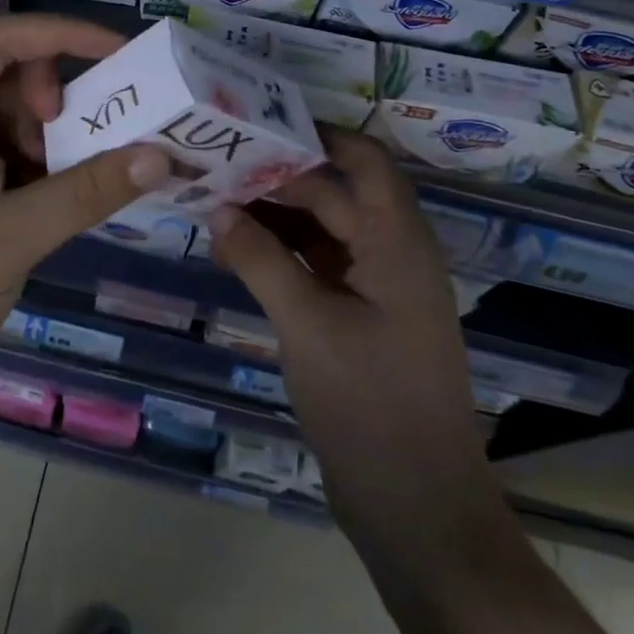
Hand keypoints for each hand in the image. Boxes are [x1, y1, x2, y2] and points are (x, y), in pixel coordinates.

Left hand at [0, 12, 171, 425]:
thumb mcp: (10, 242)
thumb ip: (87, 191)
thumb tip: (160, 156)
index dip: (59, 34)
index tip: (119, 51)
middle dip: (39, 78)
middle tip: (65, 123)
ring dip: (31, 119)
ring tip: (52, 172)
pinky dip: (17, 149)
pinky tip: (35, 189)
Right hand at [210, 129, 497, 562]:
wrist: (418, 510)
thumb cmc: (370, 405)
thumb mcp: (308, 325)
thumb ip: (261, 259)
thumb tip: (217, 208)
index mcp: (397, 241)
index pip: (364, 160)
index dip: (319, 135)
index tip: (261, 123)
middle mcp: (393, 254)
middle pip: (335, 194)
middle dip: (280, 178)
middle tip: (218, 164)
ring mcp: (378, 289)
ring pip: (324, 232)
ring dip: (276, 218)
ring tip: (215, 203)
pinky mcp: (362, 320)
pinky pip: (320, 268)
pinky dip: (283, 256)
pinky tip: (237, 253)